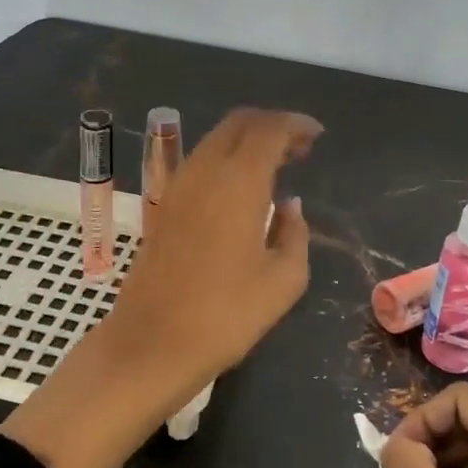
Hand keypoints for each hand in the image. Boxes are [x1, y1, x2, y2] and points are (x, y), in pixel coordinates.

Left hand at [0, 108, 319, 467]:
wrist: (152, 343)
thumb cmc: (227, 315)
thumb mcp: (283, 280)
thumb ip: (294, 233)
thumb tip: (289, 206)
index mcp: (239, 180)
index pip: (269, 129)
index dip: (295, 124)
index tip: (316, 135)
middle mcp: (205, 170)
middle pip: (239, 123)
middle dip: (271, 126)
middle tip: (299, 147)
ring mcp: (179, 185)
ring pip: (216, 139)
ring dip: (247, 141)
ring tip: (276, 165)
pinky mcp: (164, 205)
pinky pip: (201, 162)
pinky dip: (227, 159)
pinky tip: (242, 188)